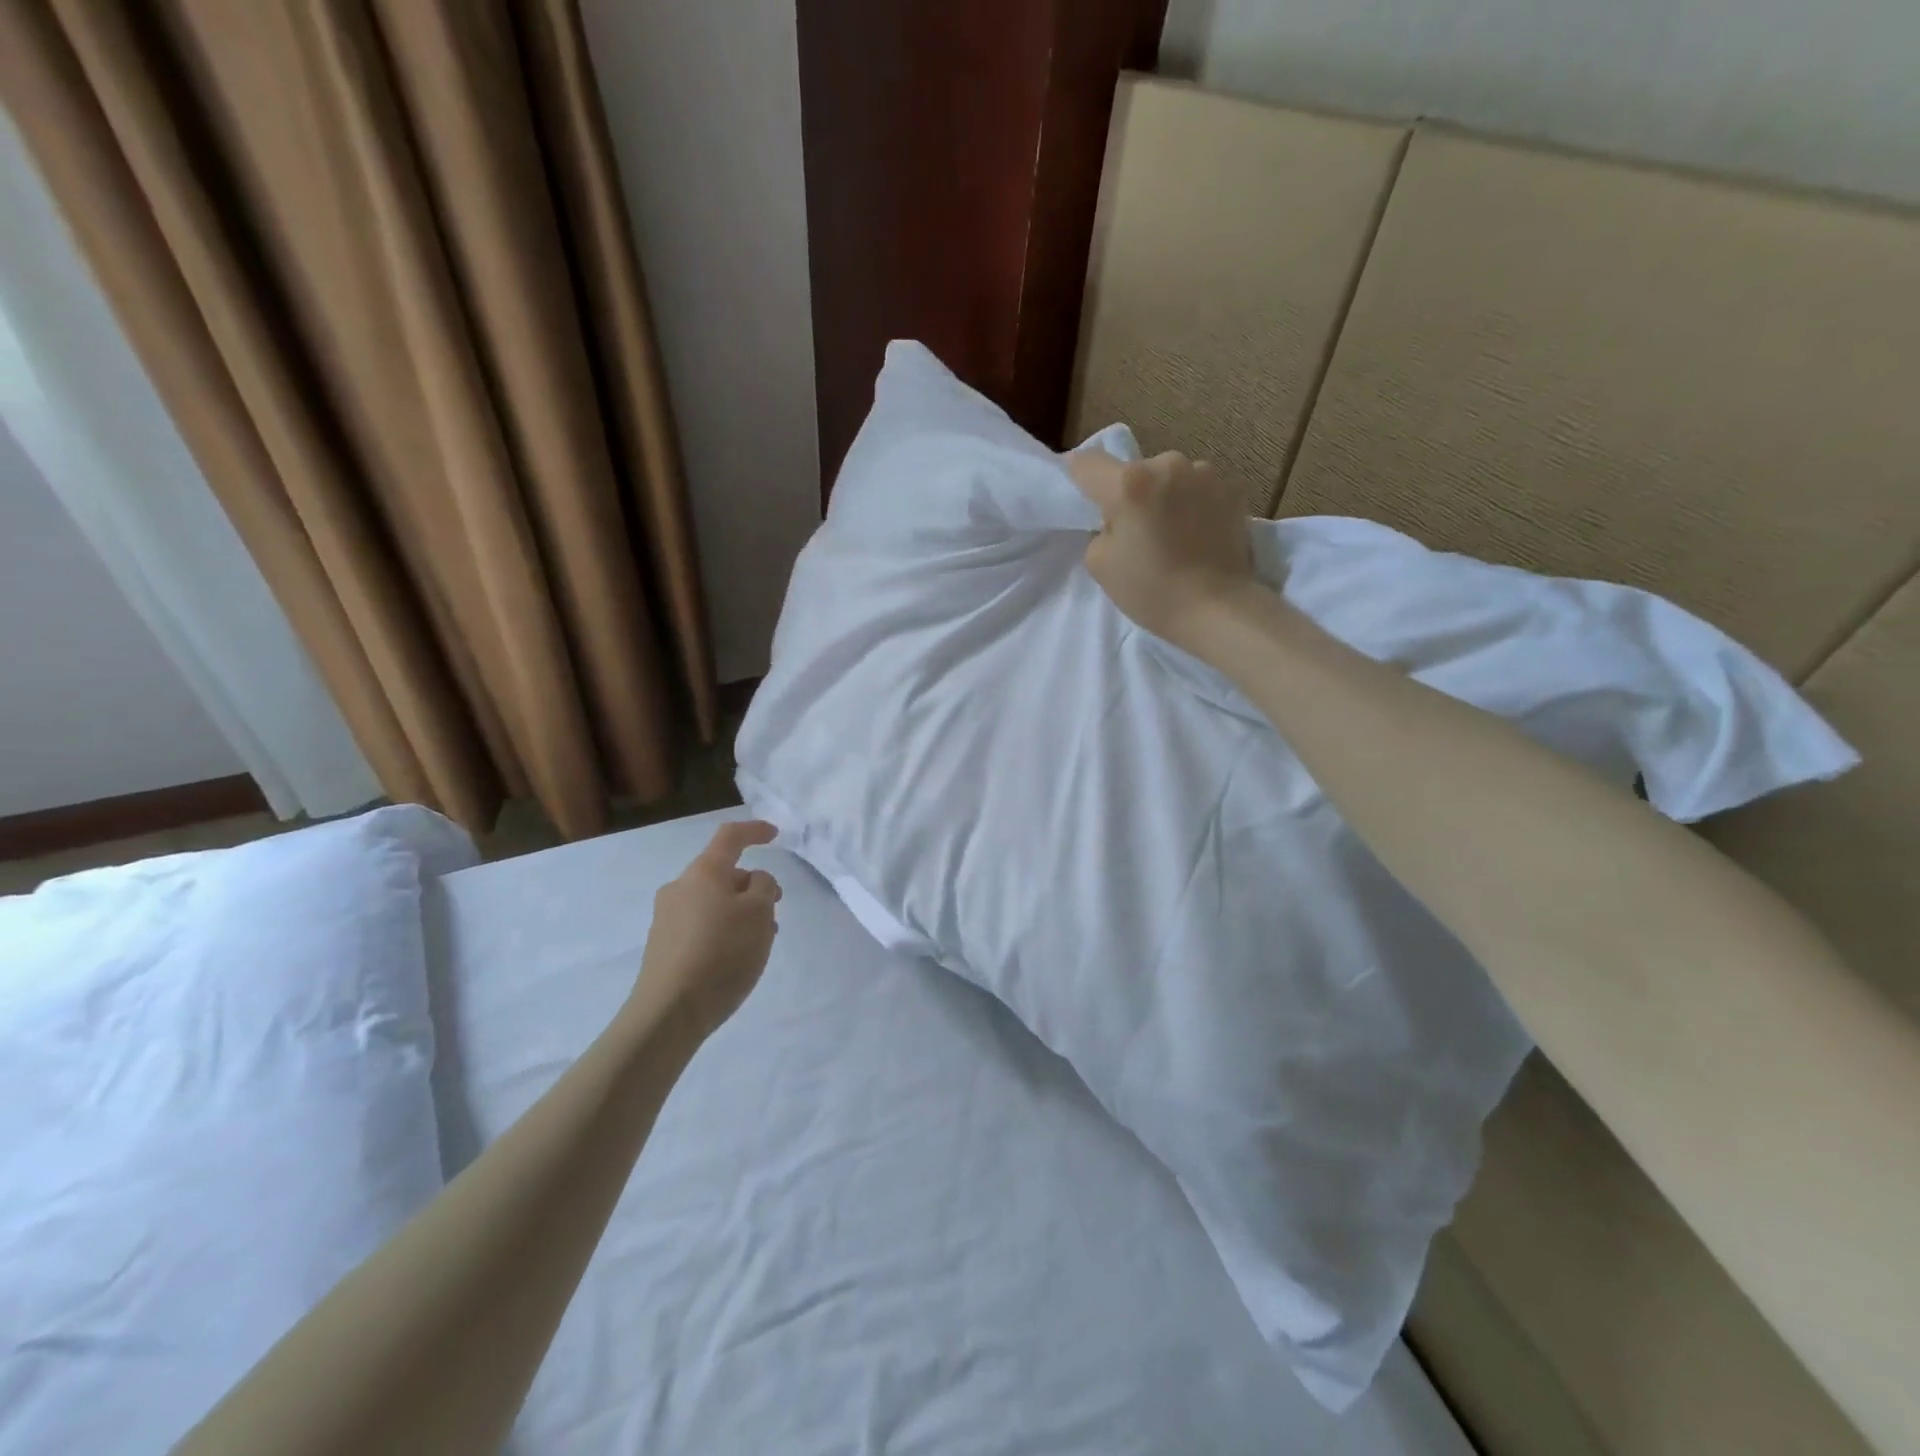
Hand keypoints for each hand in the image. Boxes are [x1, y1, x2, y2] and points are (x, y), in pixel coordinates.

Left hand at [631, 821, 781, 1038]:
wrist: (668, 1013)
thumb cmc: (721, 953)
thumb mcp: (759, 913)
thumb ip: (764, 887)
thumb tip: (753, 882)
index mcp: (703, 872)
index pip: (730, 837)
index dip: (754, 831)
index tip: (775, 835)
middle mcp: (680, 888)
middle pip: (722, 874)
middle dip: (752, 886)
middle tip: (776, 909)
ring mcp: (667, 918)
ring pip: (714, 902)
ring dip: (740, 912)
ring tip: (761, 940)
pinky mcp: (663, 947)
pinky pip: (702, 925)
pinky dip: (724, 931)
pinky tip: (737, 957)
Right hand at [1068, 449, 1260, 649]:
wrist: (1217, 608)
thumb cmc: (1151, 589)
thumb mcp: (1099, 564)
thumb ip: (1100, 529)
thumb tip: (1117, 520)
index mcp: (1129, 483)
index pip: (1088, 463)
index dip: (1079, 477)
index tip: (1084, 494)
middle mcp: (1168, 465)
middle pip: (1136, 471)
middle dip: (1133, 493)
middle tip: (1138, 530)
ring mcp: (1206, 474)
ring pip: (1172, 478)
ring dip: (1167, 496)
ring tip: (1174, 533)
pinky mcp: (1234, 490)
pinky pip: (1201, 490)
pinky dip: (1196, 505)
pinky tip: (1200, 534)